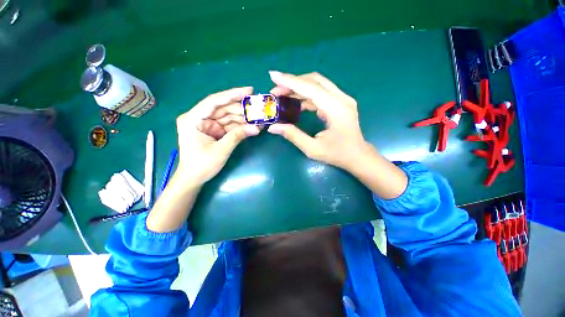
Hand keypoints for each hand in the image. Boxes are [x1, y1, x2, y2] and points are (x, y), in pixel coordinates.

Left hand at [175, 87, 259, 185]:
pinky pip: (229, 125)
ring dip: (243, 118)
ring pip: (228, 116)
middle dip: (241, 108)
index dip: (232, 94)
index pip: (214, 101)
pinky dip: (240, 126)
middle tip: (258, 107)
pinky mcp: (214, 131)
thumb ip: (238, 136)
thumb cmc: (201, 165)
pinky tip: (252, 125)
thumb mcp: (221, 150)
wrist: (193, 179)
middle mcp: (199, 118)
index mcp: (193, 119)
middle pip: (223, 108)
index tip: (249, 90)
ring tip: (259, 118)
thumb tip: (257, 128)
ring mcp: (207, 124)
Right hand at [267, 71, 406, 198]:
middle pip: (315, 81)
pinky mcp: (340, 102)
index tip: (273, 76)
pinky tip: (296, 102)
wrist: (358, 156)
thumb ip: (293, 135)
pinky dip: (306, 94)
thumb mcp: (313, 148)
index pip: (311, 89)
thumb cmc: (337, 155)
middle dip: (292, 83)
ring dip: (299, 87)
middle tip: (275, 90)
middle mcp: (342, 99)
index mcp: (336, 109)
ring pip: (318, 84)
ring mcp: (343, 99)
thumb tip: (272, 127)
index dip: (290, 82)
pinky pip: (321, 93)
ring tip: (282, 95)